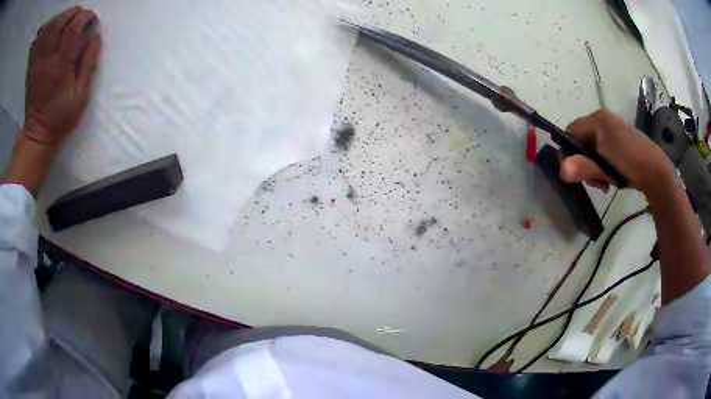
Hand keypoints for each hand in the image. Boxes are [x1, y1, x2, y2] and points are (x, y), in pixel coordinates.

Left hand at [24, 6, 101, 147]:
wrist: (37, 135)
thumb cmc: (61, 117)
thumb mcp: (81, 96)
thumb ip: (88, 64)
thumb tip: (96, 36)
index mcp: (60, 68)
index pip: (72, 29)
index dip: (84, 17)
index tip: (91, 18)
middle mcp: (46, 61)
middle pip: (58, 23)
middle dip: (72, 13)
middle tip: (79, 16)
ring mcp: (37, 63)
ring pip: (48, 28)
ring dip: (59, 18)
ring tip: (67, 20)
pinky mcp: (32, 66)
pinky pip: (38, 41)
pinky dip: (46, 28)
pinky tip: (52, 27)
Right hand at [559, 110, 674, 194]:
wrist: (657, 172)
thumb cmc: (630, 165)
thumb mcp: (605, 168)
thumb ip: (583, 168)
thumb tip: (561, 171)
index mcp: (597, 120)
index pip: (571, 131)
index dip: (567, 151)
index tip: (573, 172)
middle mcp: (604, 120)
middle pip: (582, 140)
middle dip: (584, 162)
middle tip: (594, 181)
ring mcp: (614, 128)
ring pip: (593, 147)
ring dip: (595, 166)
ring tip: (605, 181)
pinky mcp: (622, 139)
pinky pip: (604, 149)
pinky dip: (604, 164)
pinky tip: (612, 176)